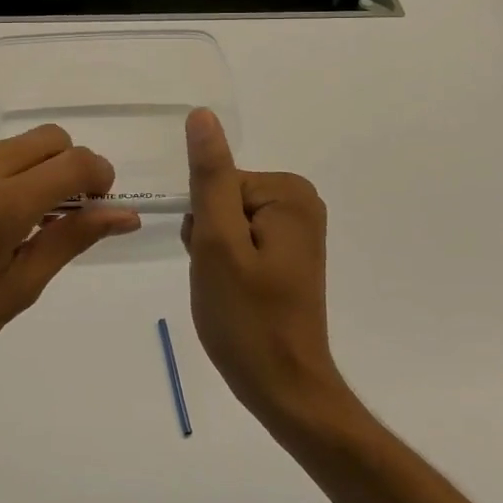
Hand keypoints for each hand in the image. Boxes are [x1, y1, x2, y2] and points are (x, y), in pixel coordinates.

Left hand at [0, 125, 139, 405]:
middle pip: (44, 139)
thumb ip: (70, 240)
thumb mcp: (15, 292)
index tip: (96, 204)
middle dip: (64, 168)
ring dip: (19, 176)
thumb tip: (124, 214)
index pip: (73, 162)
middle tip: (53, 215)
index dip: (99, 176)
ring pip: (3, 148)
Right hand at [181, 108, 346, 428]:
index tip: (215, 261)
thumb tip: (202, 115)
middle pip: (224, 199)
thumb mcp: (218, 243)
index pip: (217, 183)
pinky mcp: (290, 252)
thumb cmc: (247, 318)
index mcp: (288, 193)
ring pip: (227, 221)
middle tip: (221, 279)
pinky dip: (229, 264)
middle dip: (209, 237)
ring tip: (229, 289)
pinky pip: (241, 239)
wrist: (284, 386)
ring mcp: (298, 228)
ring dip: (215, 253)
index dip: (204, 224)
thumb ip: (209, 177)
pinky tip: (237, 293)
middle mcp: (300, 201)